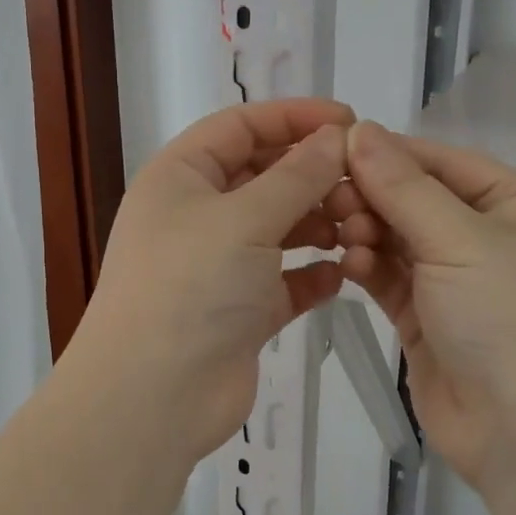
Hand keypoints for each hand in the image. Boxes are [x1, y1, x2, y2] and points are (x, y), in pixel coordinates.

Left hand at [66, 100, 373, 466]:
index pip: (240, 126)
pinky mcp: (239, 310)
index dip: (293, 117)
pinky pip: (284, 280)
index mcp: (180, 176)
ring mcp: (217, 264)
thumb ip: (296, 176)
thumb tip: (335, 138)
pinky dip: (312, 275)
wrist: (151, 397)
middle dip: (312, 175)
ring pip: (278, 228)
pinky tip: (342, 275)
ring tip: (359, 230)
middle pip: (263, 175)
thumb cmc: (190, 287)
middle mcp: (196, 214)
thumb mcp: (244, 219)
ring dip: (319, 224)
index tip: (350, 121)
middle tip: (363, 184)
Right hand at [339, 121, 515, 492]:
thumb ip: (402, 185)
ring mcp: (456, 282)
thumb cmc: (510, 316)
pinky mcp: (427, 321)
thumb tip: (358, 130)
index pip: (440, 161)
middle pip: (415, 199)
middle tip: (330, 201)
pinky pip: (390, 279)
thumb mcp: (458, 238)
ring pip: (397, 239)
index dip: (388, 153)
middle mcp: (487, 237)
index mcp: (515, 204)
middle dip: (372, 197)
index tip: (331, 149)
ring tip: (342, 237)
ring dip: (367, 232)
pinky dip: (368, 268)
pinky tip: (348, 266)